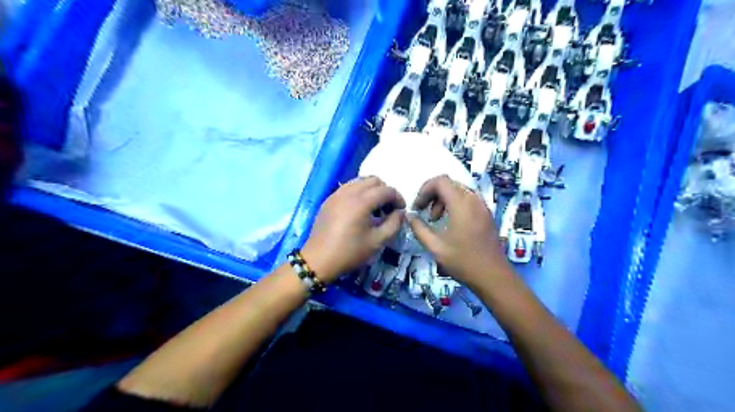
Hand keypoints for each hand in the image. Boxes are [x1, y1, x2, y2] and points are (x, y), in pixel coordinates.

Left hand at [305, 176, 407, 283]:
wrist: (318, 260)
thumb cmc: (349, 252)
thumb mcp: (377, 241)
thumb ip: (394, 224)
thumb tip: (400, 212)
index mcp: (361, 202)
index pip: (386, 190)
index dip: (398, 198)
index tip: (401, 210)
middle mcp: (348, 192)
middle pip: (373, 180)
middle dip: (385, 191)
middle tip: (388, 208)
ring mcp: (336, 194)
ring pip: (360, 181)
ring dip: (372, 190)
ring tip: (374, 208)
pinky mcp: (329, 199)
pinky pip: (348, 187)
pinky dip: (359, 192)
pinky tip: (360, 209)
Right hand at [408, 174, 515, 288]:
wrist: (493, 276)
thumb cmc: (463, 261)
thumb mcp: (435, 247)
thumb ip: (419, 228)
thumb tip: (409, 216)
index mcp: (461, 204)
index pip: (440, 181)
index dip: (424, 190)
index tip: (417, 207)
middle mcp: (474, 199)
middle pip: (449, 184)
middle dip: (432, 195)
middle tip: (424, 212)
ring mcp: (482, 206)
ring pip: (458, 190)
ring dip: (443, 200)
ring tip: (436, 220)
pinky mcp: (486, 213)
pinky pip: (467, 199)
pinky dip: (454, 204)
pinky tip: (450, 223)